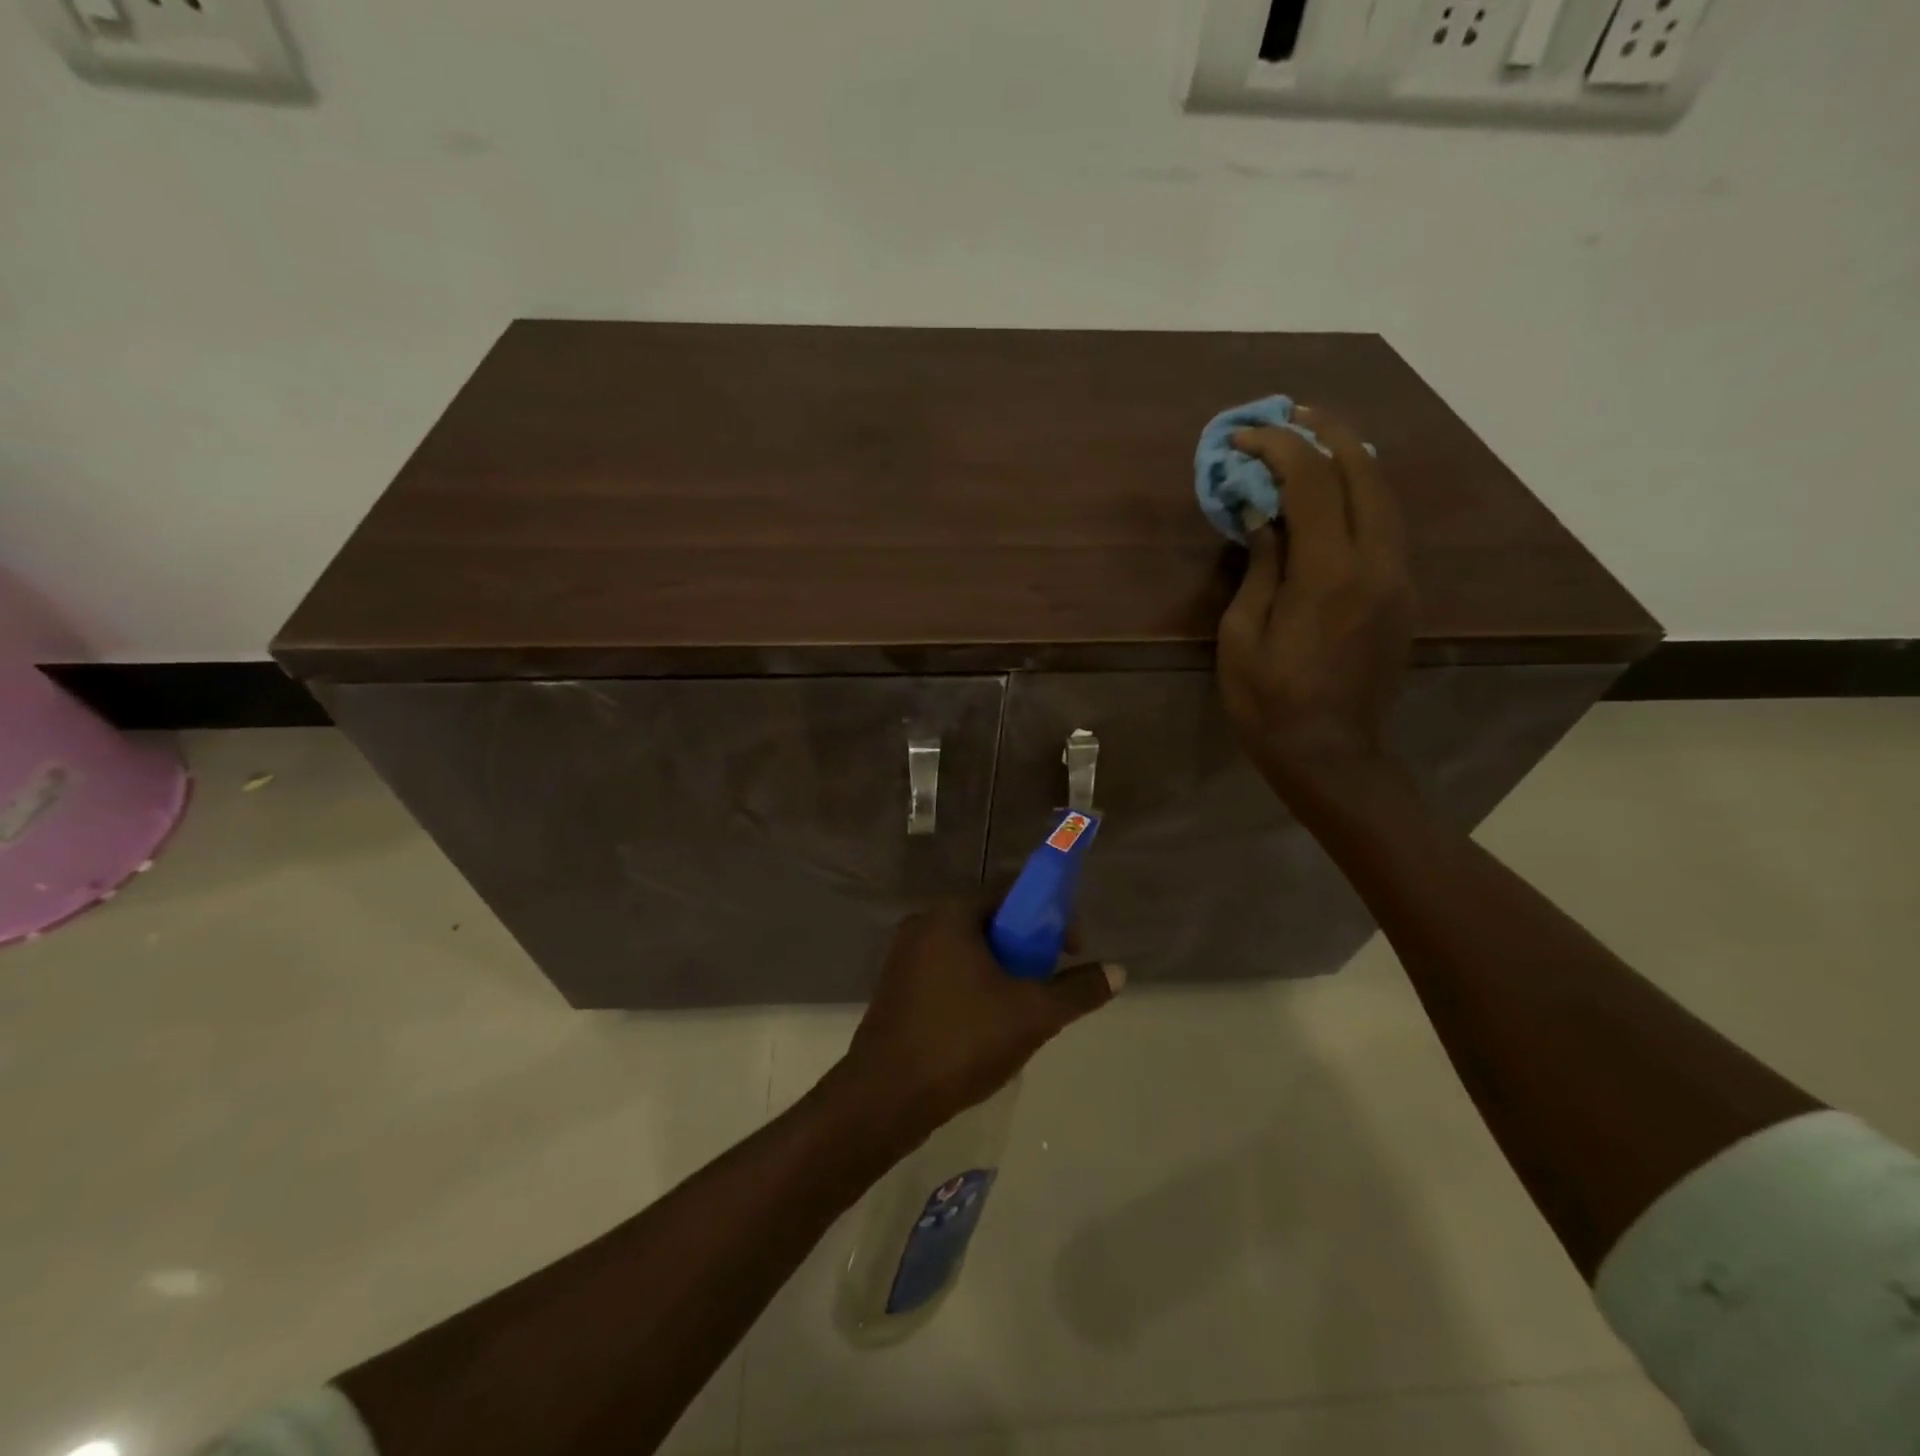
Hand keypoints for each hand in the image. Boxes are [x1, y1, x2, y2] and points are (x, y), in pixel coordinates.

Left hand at [838, 899, 1123, 1135]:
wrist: (886, 1097)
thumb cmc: (963, 1040)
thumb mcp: (1033, 1014)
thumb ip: (1078, 990)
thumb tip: (1118, 971)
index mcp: (950, 915)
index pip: (1008, 893)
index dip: (1047, 914)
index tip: (1070, 948)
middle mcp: (922, 924)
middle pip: (988, 921)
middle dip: (1025, 946)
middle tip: (1050, 980)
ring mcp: (903, 956)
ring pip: (967, 950)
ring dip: (1000, 969)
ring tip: (1024, 1007)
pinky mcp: (895, 987)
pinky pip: (945, 971)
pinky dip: (973, 984)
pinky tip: (988, 1024)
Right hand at [1217, 405, 1413, 796]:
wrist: (1331, 754)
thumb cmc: (1269, 702)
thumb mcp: (1242, 637)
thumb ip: (1259, 567)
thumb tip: (1262, 517)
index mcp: (1329, 573)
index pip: (1311, 482)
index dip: (1277, 448)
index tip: (1243, 437)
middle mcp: (1376, 563)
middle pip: (1364, 472)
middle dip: (1327, 432)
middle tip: (1291, 414)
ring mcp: (1398, 578)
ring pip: (1385, 495)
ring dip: (1351, 458)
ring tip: (1316, 439)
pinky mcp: (1402, 595)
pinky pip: (1387, 526)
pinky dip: (1362, 494)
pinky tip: (1336, 493)